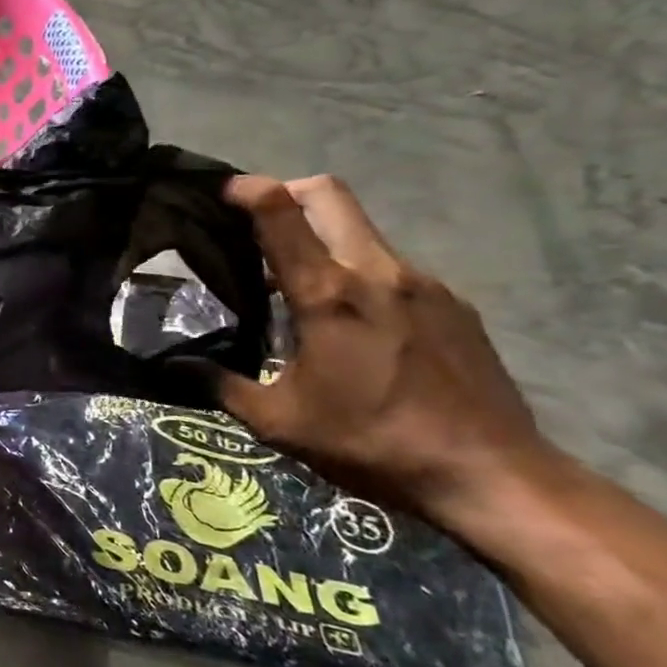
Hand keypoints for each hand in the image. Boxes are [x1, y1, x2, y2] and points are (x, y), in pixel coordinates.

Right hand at [216, 175, 556, 526]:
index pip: (282, 211)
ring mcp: (424, 284)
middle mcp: (378, 272)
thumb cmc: (372, 443)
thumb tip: (171, 366)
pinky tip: (354, 324)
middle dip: (286, 193)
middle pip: (328, 195)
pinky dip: (360, 274)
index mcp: (328, 293)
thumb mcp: (279, 421)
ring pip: (361, 231)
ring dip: (323, 240)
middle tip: (256, 227)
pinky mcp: (455, 305)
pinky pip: (392, 268)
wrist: (495, 477)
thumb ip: (220, 384)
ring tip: (299, 290)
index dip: (247, 188)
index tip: (220, 192)